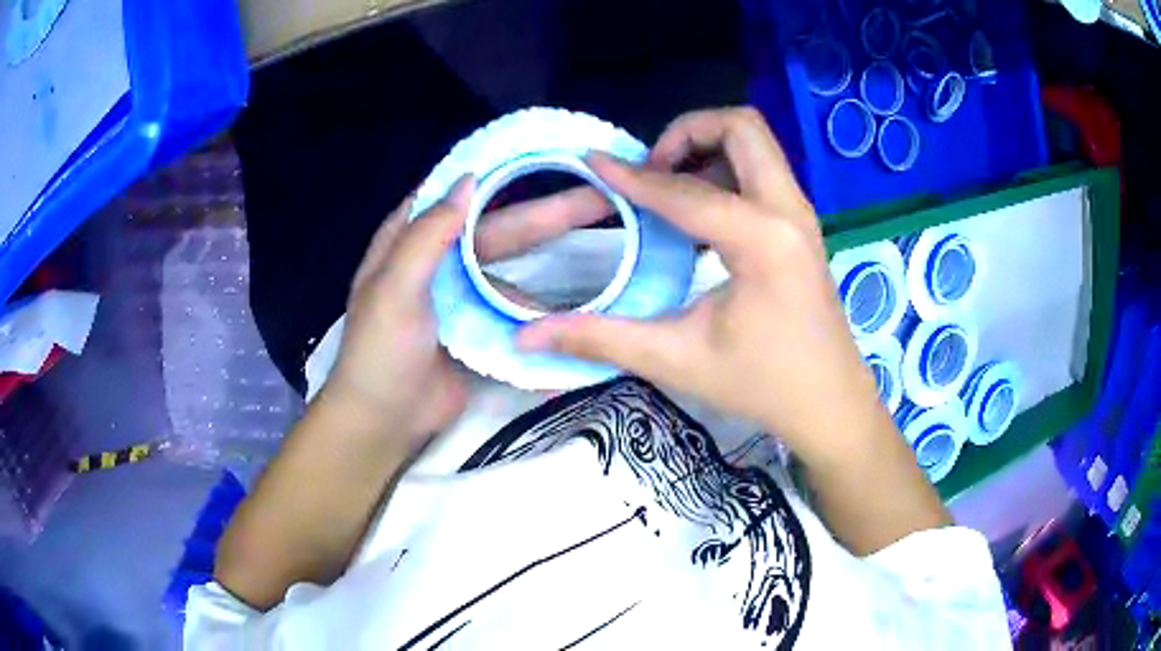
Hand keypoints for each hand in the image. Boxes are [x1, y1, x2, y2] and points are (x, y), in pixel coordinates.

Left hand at [325, 177, 614, 445]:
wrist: (385, 422)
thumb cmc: (380, 352)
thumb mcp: (395, 289)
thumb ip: (427, 236)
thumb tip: (471, 179)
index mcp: (414, 240)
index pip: (460, 191)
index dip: (503, 170)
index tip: (551, 151)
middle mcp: (442, 260)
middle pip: (501, 228)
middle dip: (550, 213)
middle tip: (603, 198)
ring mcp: (466, 296)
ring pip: (517, 270)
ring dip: (557, 265)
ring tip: (611, 254)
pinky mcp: (483, 329)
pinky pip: (518, 312)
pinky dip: (546, 314)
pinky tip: (581, 311)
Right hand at [516, 108, 885, 464]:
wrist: (830, 404)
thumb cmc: (763, 385)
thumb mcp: (677, 360)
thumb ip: (601, 338)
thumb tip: (528, 336)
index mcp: (761, 239)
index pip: (683, 190)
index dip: (630, 176)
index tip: (591, 162)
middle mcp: (788, 210)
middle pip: (741, 126)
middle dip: (687, 133)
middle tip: (651, 173)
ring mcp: (801, 214)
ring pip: (756, 143)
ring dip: (709, 148)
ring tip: (670, 191)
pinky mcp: (802, 225)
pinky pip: (763, 170)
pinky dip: (727, 170)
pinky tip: (700, 216)